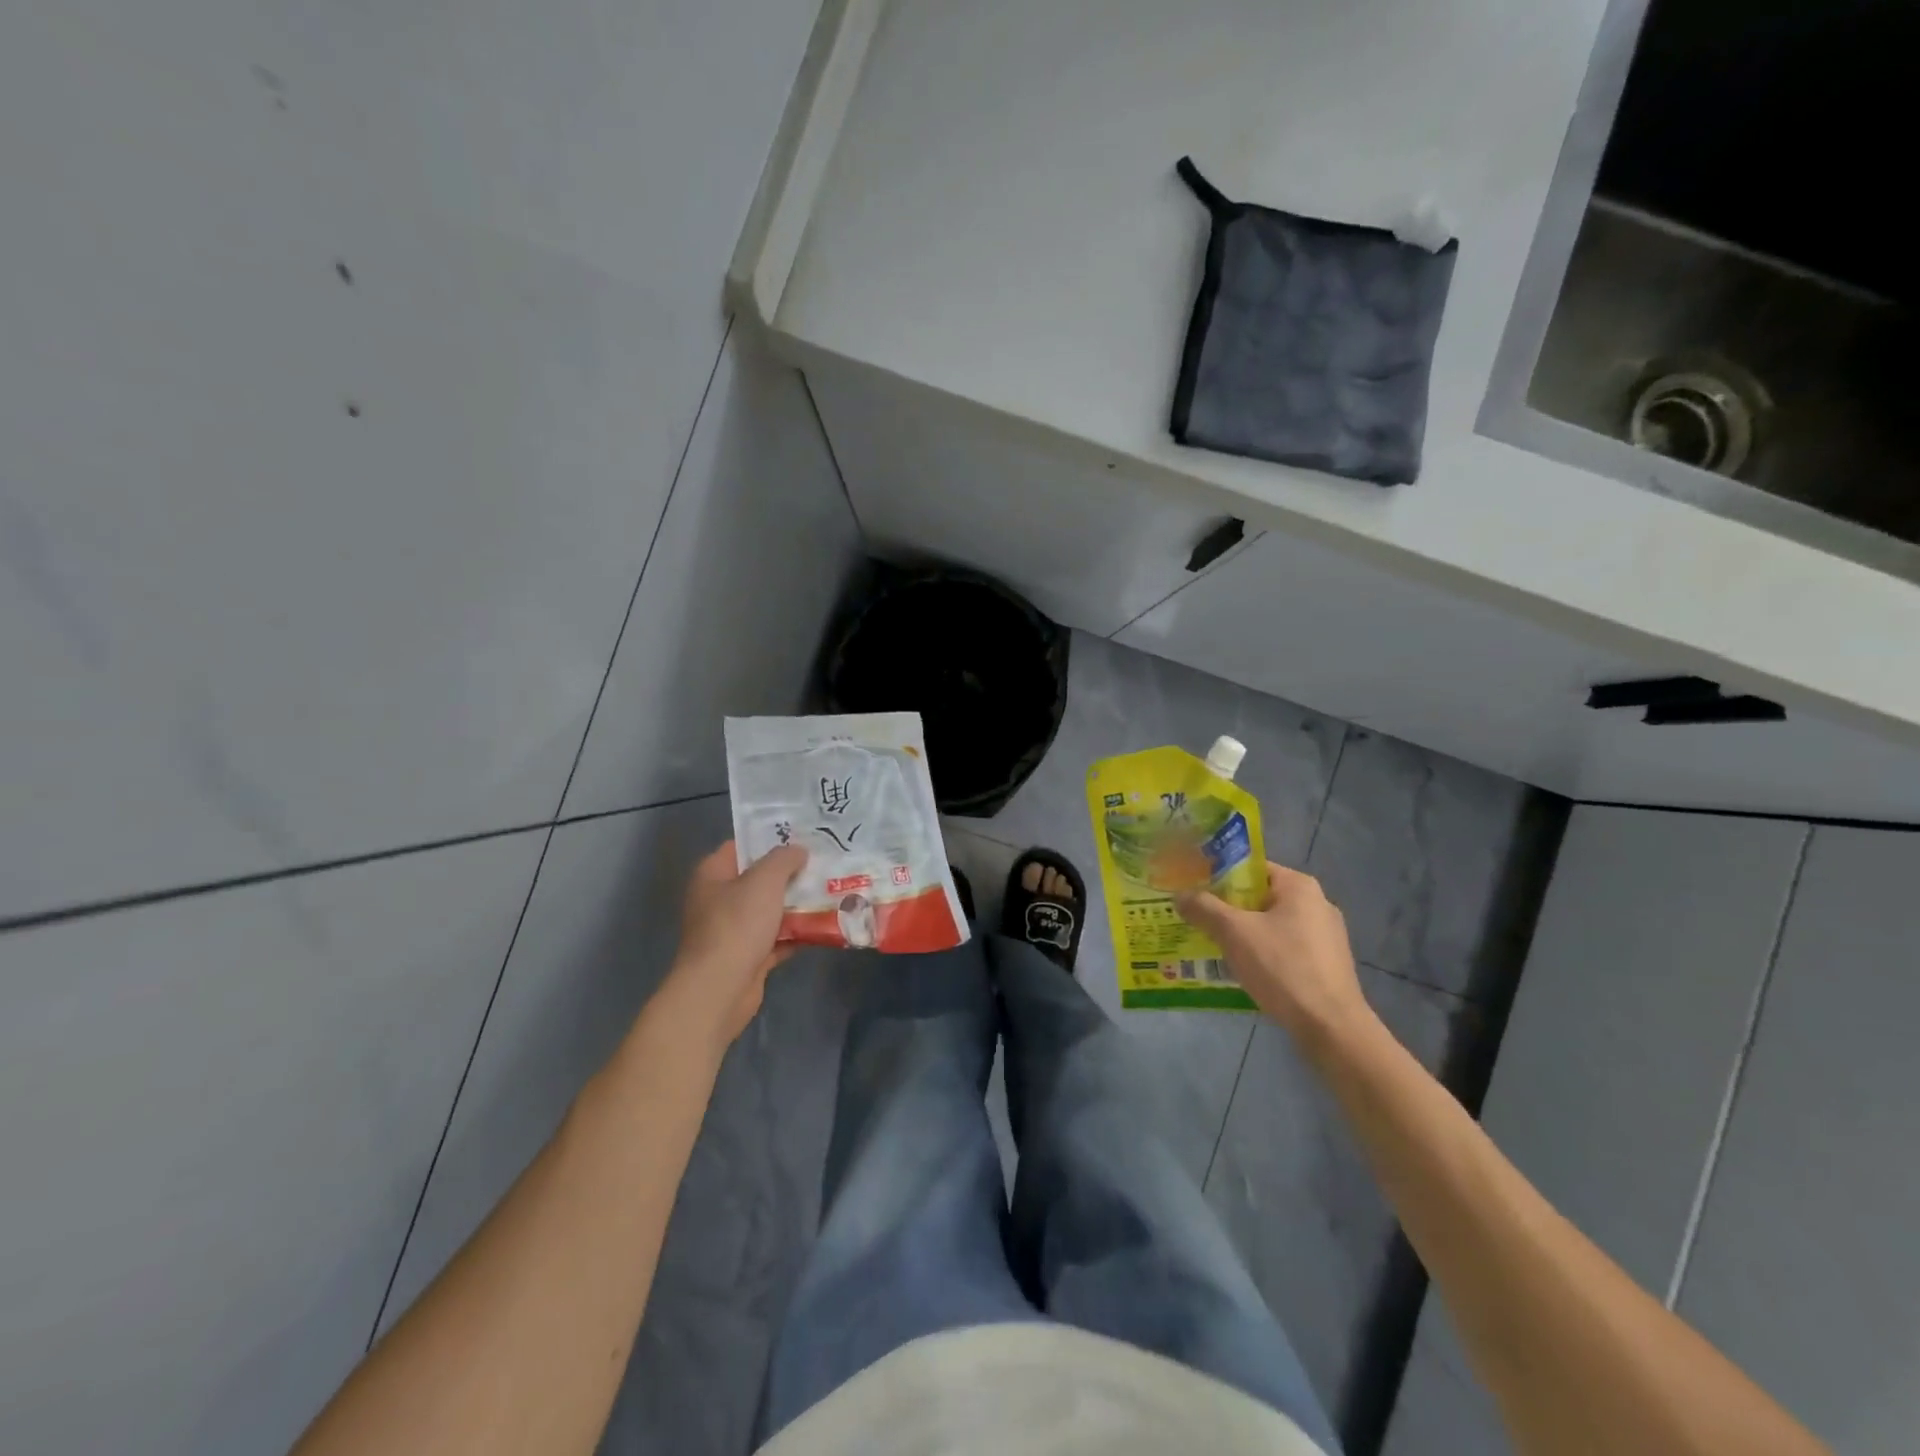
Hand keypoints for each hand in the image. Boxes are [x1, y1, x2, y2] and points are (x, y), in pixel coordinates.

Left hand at [660, 841, 806, 1050]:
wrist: (720, 989)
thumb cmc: (737, 925)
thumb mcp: (764, 880)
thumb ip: (784, 859)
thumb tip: (798, 850)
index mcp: (713, 874)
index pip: (742, 846)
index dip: (770, 839)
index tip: (803, 835)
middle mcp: (719, 899)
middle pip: (759, 878)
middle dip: (791, 873)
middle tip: (824, 862)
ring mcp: (732, 930)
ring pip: (770, 909)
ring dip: (797, 904)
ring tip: (832, 890)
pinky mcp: (747, 956)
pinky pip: (777, 938)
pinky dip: (797, 933)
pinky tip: (824, 925)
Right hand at [1176, 862, 1374, 1053]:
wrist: (1331, 1027)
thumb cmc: (1283, 967)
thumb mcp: (1234, 933)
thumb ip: (1204, 908)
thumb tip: (1180, 895)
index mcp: (1299, 886)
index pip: (1251, 869)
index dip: (1218, 876)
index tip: (1193, 890)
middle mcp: (1317, 904)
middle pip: (1259, 897)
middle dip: (1227, 908)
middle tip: (1196, 918)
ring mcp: (1325, 936)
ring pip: (1270, 925)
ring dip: (1242, 934)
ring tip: (1212, 945)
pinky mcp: (1326, 964)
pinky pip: (1284, 948)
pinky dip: (1262, 953)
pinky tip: (1242, 970)